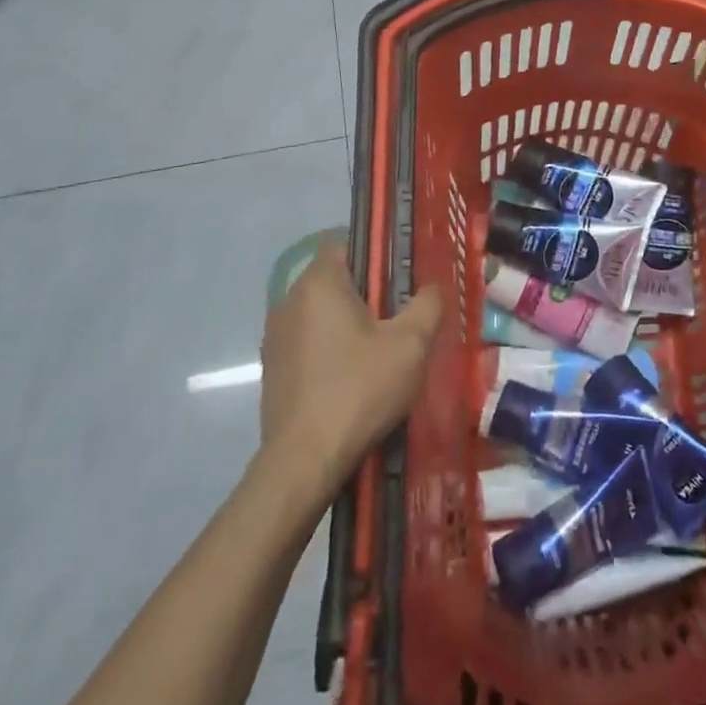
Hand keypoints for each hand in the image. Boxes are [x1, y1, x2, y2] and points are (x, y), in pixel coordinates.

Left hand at [259, 236, 442, 494]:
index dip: (374, 253)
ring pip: (320, 314)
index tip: (399, 279)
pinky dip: (329, 351)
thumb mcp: (411, 344)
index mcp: (319, 283)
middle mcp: (289, 300)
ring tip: (379, 354)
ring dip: (346, 325)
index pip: (344, 243)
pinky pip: (307, 343)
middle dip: (366, 294)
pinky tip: (352, 381)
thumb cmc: (360, 389)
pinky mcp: (271, 370)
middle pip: (334, 280)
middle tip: (398, 320)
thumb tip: (434, 286)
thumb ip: (428, 304)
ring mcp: (275, 337)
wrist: (304, 461)